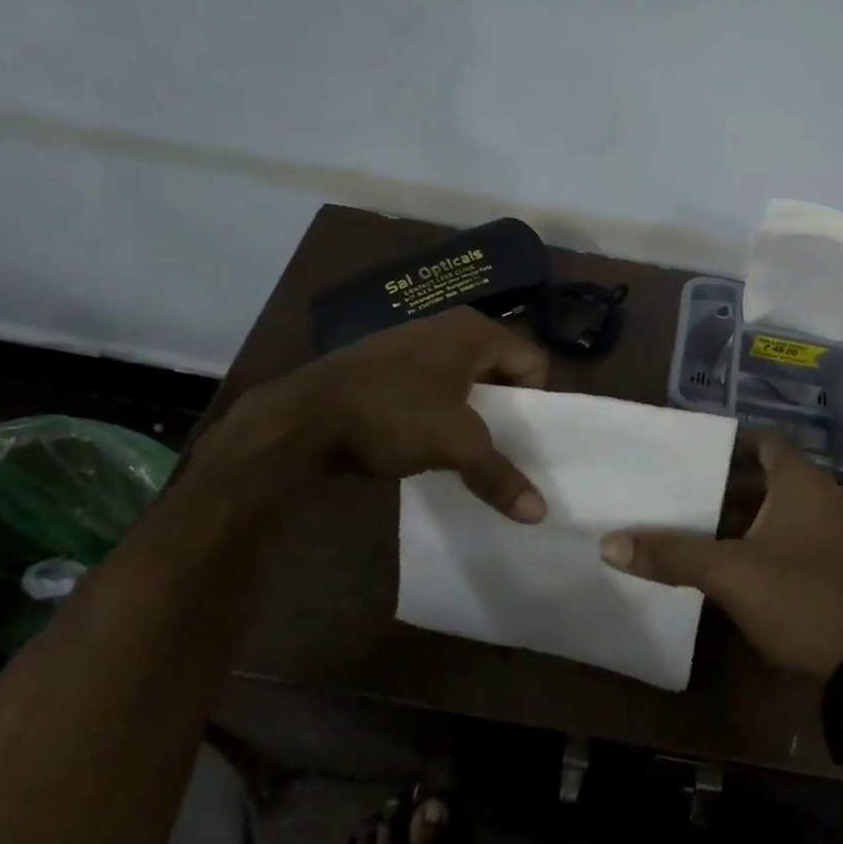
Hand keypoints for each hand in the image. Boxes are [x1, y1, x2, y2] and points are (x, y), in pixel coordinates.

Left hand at [192, 308, 550, 520]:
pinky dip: (442, 415)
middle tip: (502, 452)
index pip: (533, 362)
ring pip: (467, 384)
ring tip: (466, 454)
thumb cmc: (393, 414)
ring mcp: (415, 345)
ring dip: (473, 418)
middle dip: (505, 414)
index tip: (521, 440)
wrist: (302, 418)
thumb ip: (500, 475)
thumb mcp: (455, 445)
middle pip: (502, 373)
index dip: (535, 404)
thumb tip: (540, 514)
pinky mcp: (389, 366)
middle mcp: (449, 329)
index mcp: (475, 331)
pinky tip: (429, 445)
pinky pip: (436, 389)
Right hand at [600, 435, 842, 676]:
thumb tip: (610, 544)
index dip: (731, 444)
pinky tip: (743, 565)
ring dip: (751, 517)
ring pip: (789, 510)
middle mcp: (829, 497)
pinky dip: (773, 540)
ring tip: (706, 531)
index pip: (766, 442)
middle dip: (732, 486)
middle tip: (690, 496)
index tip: (696, 456)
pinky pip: (803, 536)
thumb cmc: (800, 599)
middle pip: (774, 477)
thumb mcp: (729, 575)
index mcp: (804, 483)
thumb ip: (672, 555)